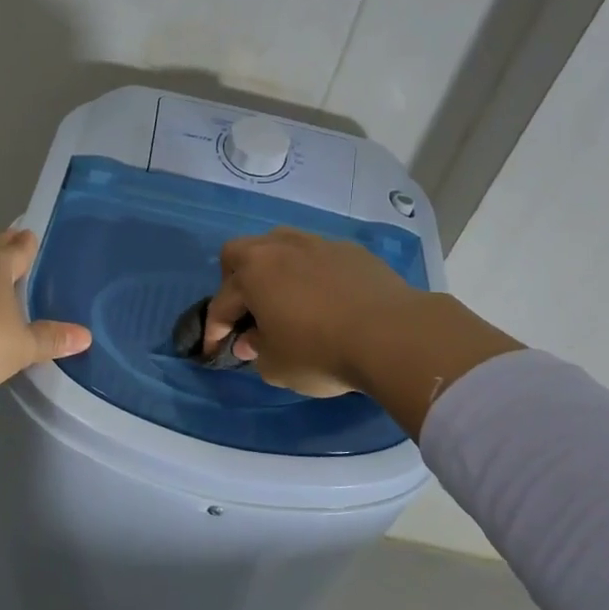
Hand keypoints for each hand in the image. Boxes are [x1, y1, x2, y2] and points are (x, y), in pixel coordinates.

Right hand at [204, 228, 424, 395]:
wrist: (394, 335)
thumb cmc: (321, 352)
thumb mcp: (276, 365)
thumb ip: (256, 350)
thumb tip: (251, 339)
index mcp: (253, 272)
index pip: (221, 302)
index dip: (214, 330)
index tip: (215, 350)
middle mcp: (280, 248)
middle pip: (241, 253)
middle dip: (234, 281)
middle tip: (244, 311)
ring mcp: (318, 244)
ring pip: (281, 246)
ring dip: (273, 270)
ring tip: (283, 298)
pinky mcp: (352, 251)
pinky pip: (317, 256)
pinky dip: (310, 274)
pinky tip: (324, 299)